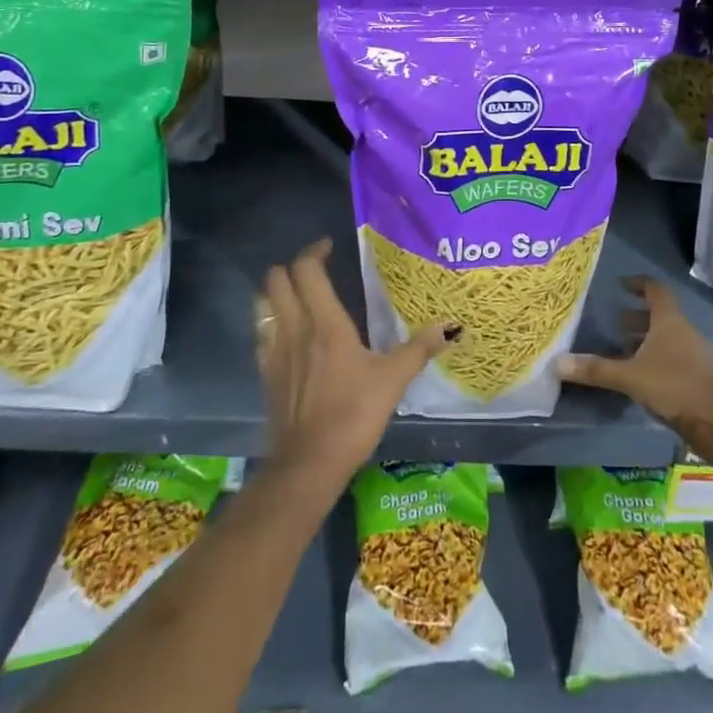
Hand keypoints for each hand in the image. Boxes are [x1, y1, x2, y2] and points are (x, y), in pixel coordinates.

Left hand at [255, 238, 457, 492]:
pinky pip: (262, 332)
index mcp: (324, 323)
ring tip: (300, 295)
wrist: (308, 465)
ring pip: (263, 303)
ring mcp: (274, 351)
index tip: (329, 247)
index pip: (306, 270)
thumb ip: (419, 348)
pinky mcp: (266, 374)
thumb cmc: (352, 416)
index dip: (314, 251)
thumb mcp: (393, 380)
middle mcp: (294, 328)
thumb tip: (450, 326)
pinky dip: (272, 321)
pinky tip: (290, 334)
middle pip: (276, 280)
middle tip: (316, 270)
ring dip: (277, 291)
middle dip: (292, 267)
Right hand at [557, 276, 712, 452]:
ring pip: (667, 337)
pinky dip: (656, 358)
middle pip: (660, 314)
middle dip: (636, 317)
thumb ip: (595, 369)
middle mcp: (683, 331)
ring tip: (623, 350)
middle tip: (614, 324)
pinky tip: (641, 376)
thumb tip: (557, 363)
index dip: (637, 284)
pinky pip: (674, 356)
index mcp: (669, 321)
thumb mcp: (630, 377)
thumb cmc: (674, 387)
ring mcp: (695, 353)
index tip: (620, 285)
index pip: (655, 289)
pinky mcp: (699, 375)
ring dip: (646, 339)